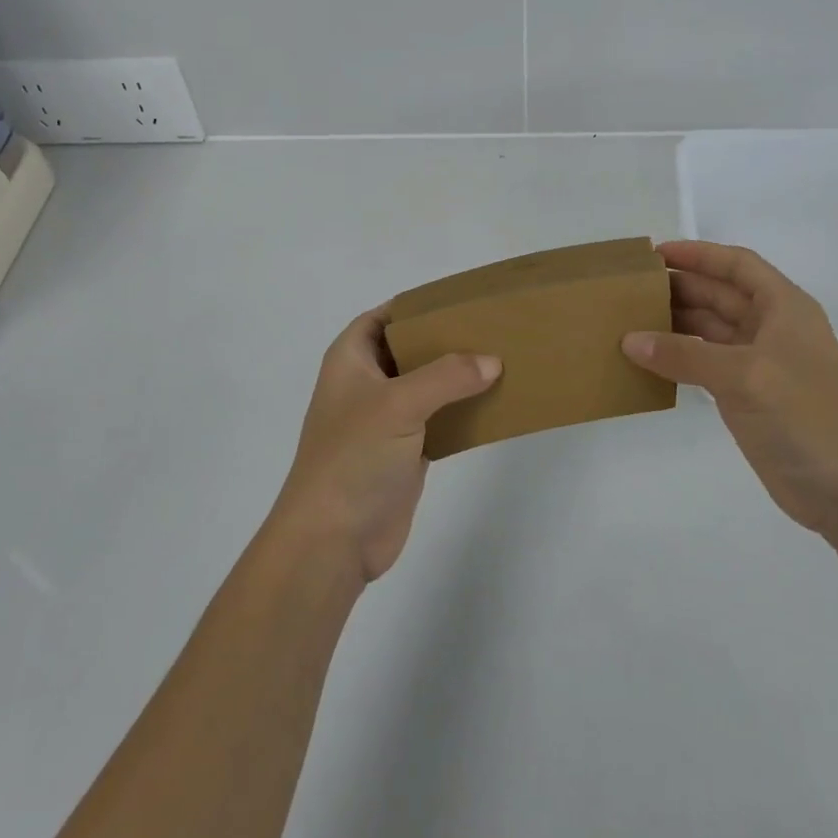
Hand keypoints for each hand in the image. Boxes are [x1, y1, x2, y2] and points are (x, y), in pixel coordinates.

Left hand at [274, 307, 500, 584]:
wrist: (333, 540)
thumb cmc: (353, 457)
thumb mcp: (398, 404)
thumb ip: (447, 376)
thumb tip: (492, 362)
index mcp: (351, 359)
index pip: (385, 316)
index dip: (417, 305)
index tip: (460, 298)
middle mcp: (367, 382)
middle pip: (410, 348)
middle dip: (446, 338)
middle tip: (491, 327)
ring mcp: (386, 418)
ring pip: (428, 384)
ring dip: (459, 375)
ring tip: (503, 358)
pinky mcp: (405, 450)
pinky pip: (439, 418)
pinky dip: (463, 410)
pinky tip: (495, 402)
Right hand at [622, 240, 837, 539]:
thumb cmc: (807, 416)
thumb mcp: (745, 376)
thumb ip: (685, 355)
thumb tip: (629, 340)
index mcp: (783, 307)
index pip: (737, 265)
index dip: (698, 254)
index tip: (654, 254)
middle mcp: (771, 328)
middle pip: (718, 294)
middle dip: (678, 287)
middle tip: (629, 289)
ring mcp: (758, 363)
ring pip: (708, 329)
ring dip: (673, 323)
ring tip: (629, 320)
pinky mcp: (746, 395)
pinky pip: (703, 363)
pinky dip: (677, 358)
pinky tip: (647, 359)